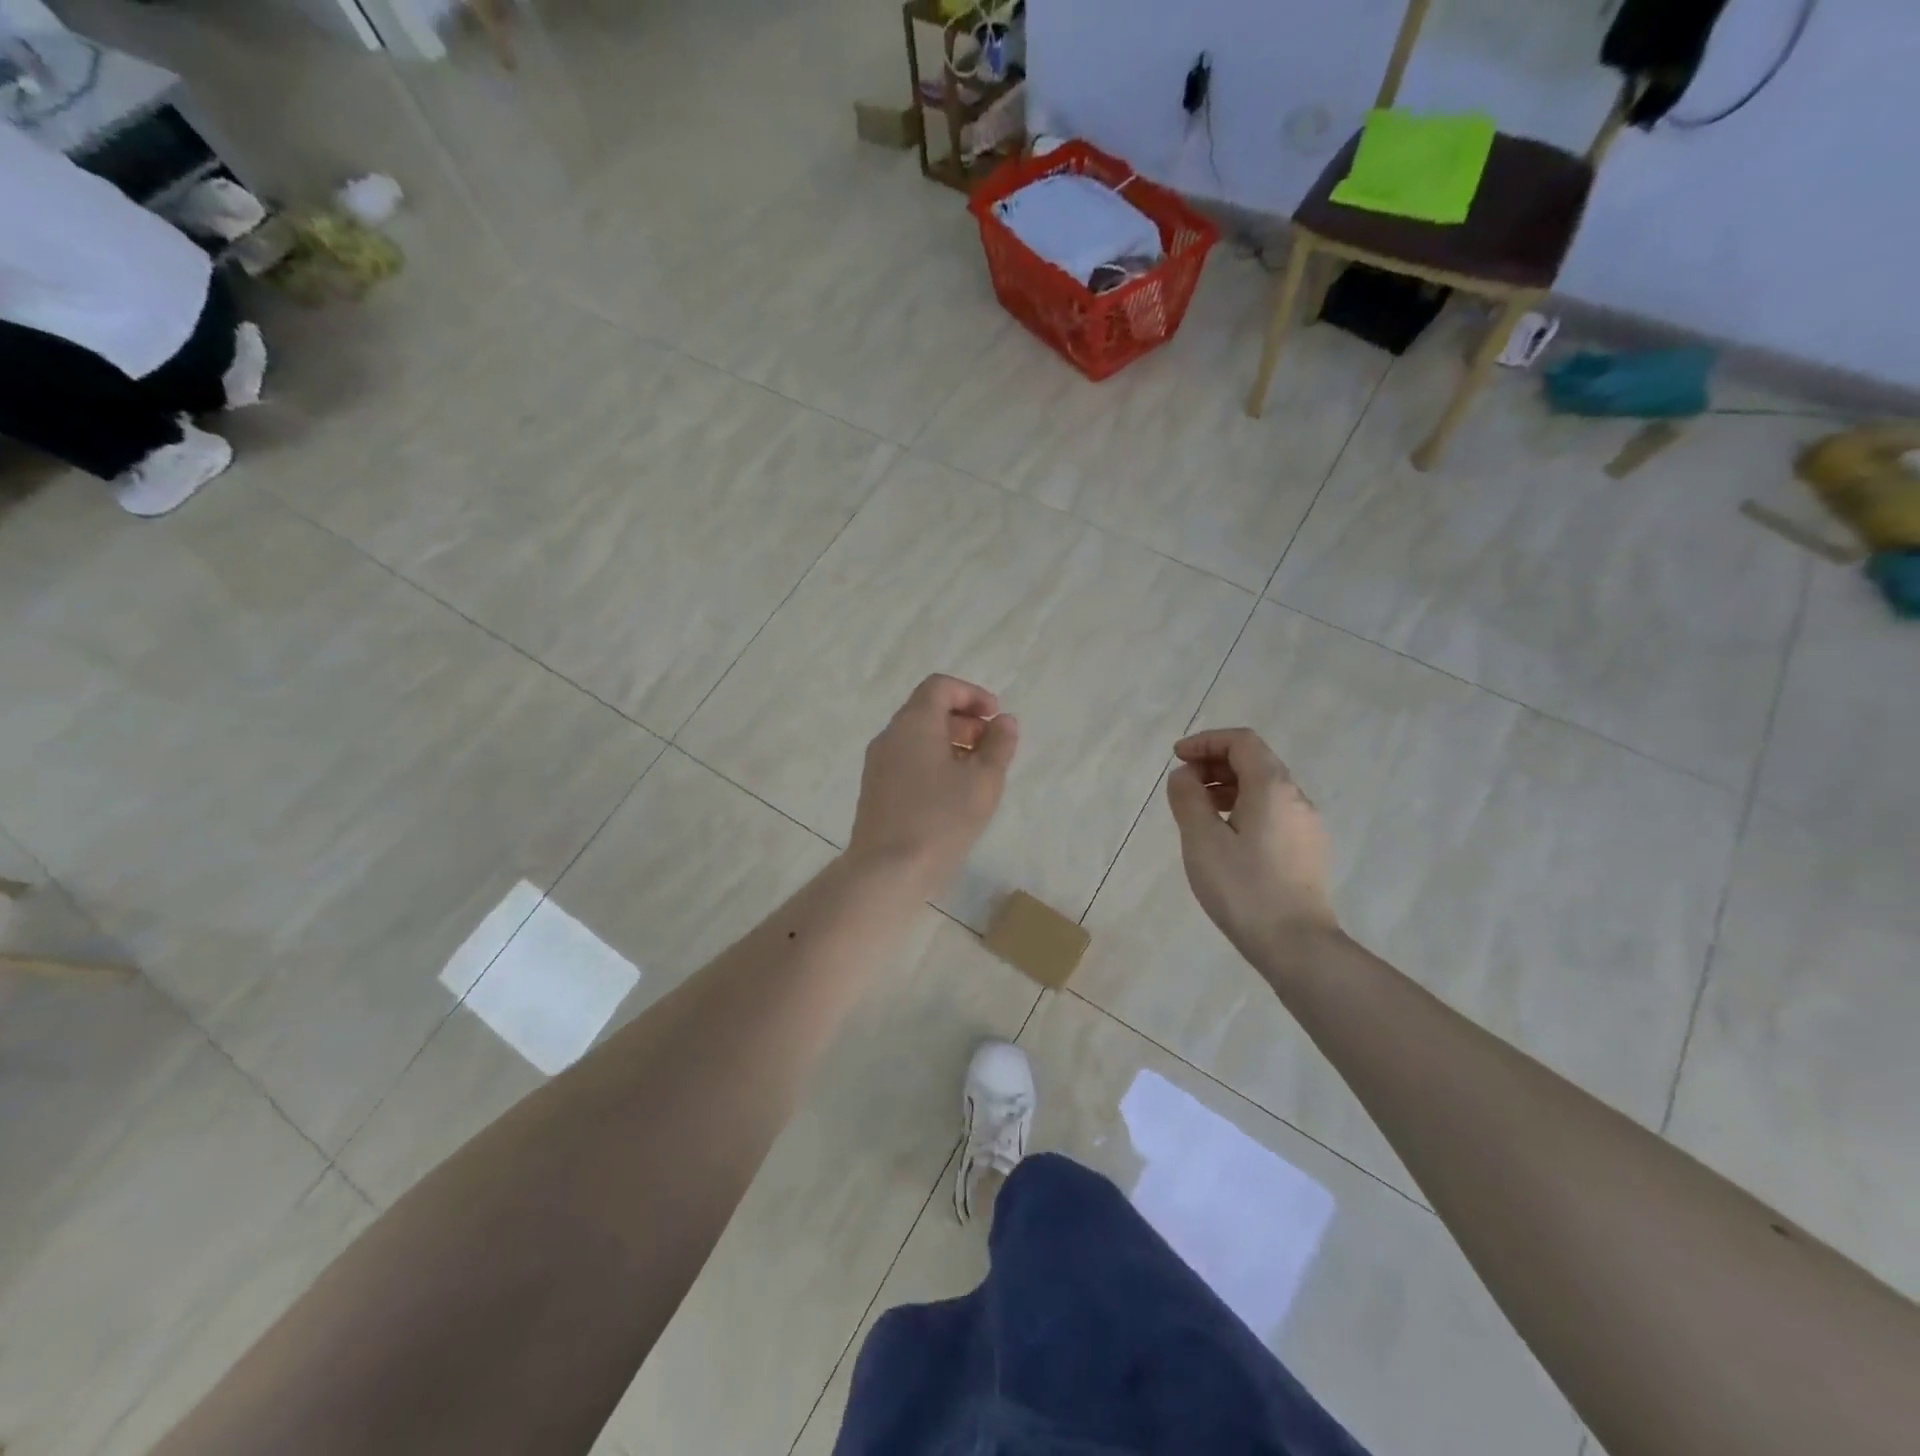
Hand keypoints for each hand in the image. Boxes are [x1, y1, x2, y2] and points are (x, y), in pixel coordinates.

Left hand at [847, 674, 1018, 895]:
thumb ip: (999, 746)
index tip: (996, 718)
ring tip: (976, 774)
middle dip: (964, 721)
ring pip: (917, 737)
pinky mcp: (875, 790)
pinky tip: (952, 794)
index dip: (972, 694)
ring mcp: (878, 764)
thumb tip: (1004, 722)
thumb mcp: (983, 782)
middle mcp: (890, 736)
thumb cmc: (941, 820)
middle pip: (927, 710)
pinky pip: (907, 760)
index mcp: (913, 723)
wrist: (886, 871)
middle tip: (991, 747)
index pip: (940, 686)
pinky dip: (933, 762)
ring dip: (950, 743)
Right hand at [1165, 728, 1339, 968]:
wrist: (1296, 945)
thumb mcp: (1202, 839)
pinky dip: (1243, 808)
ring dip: (1228, 787)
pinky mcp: (1307, 850)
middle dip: (1215, 763)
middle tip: (1183, 784)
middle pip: (1255, 761)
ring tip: (1197, 811)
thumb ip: (1188, 798)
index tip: (1177, 758)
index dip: (1206, 741)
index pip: (1241, 742)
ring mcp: (1306, 825)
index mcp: (1272, 788)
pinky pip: (1272, 812)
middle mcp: (1296, 798)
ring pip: (1264, 789)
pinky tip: (1224, 836)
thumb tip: (1184, 776)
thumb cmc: (1243, 888)